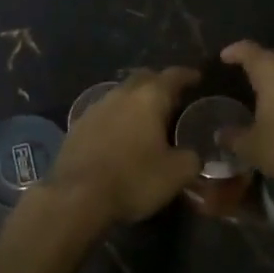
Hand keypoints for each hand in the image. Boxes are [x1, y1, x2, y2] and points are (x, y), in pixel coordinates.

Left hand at [43, 67, 202, 227]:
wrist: (76, 197)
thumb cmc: (133, 179)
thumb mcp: (176, 174)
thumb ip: (191, 158)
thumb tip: (192, 155)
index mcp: (149, 98)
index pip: (173, 76)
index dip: (187, 75)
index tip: (197, 77)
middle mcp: (121, 95)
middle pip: (143, 78)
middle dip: (158, 83)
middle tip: (171, 97)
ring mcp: (95, 109)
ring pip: (120, 95)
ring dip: (134, 101)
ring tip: (146, 118)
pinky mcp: (77, 127)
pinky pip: (103, 114)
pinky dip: (116, 118)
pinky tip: (119, 135)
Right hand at [218, 42, 273, 190]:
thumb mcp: (251, 147)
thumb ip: (232, 137)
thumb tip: (220, 134)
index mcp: (272, 70)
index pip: (247, 50)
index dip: (234, 51)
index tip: (225, 57)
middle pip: (273, 56)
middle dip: (259, 65)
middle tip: (247, 78)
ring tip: (272, 93)